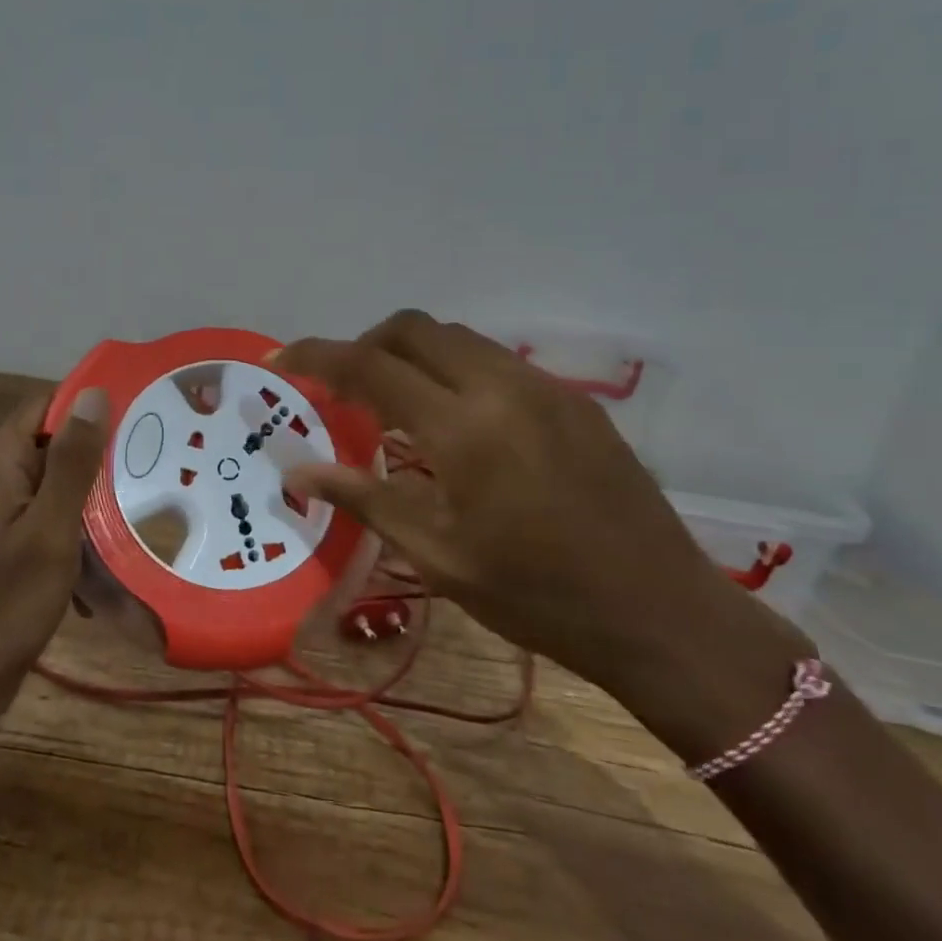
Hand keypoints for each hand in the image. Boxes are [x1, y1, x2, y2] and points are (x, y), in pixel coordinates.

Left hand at [0, 387, 108, 709]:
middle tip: (142, 472)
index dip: (86, 408)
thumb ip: (73, 461)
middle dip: (91, 459)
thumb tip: (94, 394)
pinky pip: (36, 517)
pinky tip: (94, 561)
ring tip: (127, 515)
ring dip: (82, 499)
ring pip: (45, 485)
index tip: (134, 420)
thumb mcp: (51, 528)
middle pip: (45, 446)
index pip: (42, 408)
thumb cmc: (7, 603)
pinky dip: (66, 529)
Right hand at [271, 311, 795, 704]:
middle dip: (365, 344)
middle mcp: (502, 387)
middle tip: (341, 388)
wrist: (660, 612)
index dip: (317, 355)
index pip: (369, 366)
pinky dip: (455, 370)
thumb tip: (299, 470)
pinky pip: (496, 361)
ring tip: (394, 403)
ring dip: (412, 354)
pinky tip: (455, 422)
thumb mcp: (438, 556)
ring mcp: (545, 387)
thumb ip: (364, 498)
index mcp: (462, 429)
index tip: (281, 358)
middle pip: (414, 328)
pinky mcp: (575, 399)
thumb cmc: (536, 596)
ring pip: (458, 337)